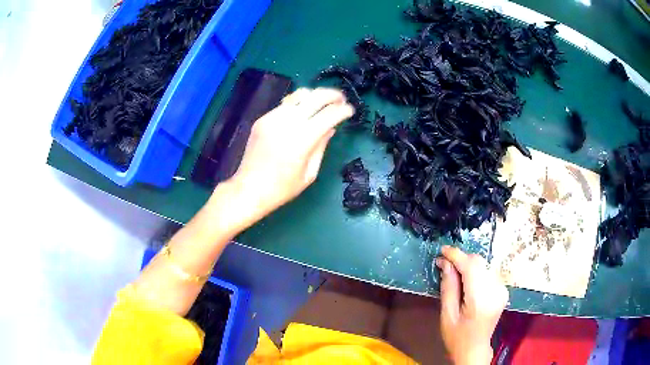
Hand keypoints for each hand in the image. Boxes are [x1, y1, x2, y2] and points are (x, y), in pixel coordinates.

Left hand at [220, 88, 353, 230]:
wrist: (249, 189)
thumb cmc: (282, 188)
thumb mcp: (309, 173)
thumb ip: (321, 146)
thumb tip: (331, 128)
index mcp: (302, 140)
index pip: (329, 114)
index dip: (343, 110)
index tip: (350, 111)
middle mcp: (287, 123)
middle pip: (315, 96)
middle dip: (333, 94)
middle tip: (341, 99)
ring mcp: (272, 118)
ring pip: (299, 95)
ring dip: (315, 96)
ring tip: (323, 102)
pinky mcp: (262, 119)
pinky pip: (285, 105)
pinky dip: (298, 105)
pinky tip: (302, 113)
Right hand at [436, 246, 508, 364]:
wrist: (474, 349)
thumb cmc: (457, 336)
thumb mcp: (447, 315)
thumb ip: (448, 287)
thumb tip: (445, 263)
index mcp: (480, 300)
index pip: (471, 267)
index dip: (456, 255)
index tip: (442, 250)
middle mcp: (495, 291)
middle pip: (479, 263)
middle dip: (461, 259)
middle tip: (445, 265)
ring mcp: (502, 290)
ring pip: (484, 265)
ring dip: (469, 265)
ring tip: (455, 274)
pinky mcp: (503, 290)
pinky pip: (488, 272)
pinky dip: (476, 272)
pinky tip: (467, 281)